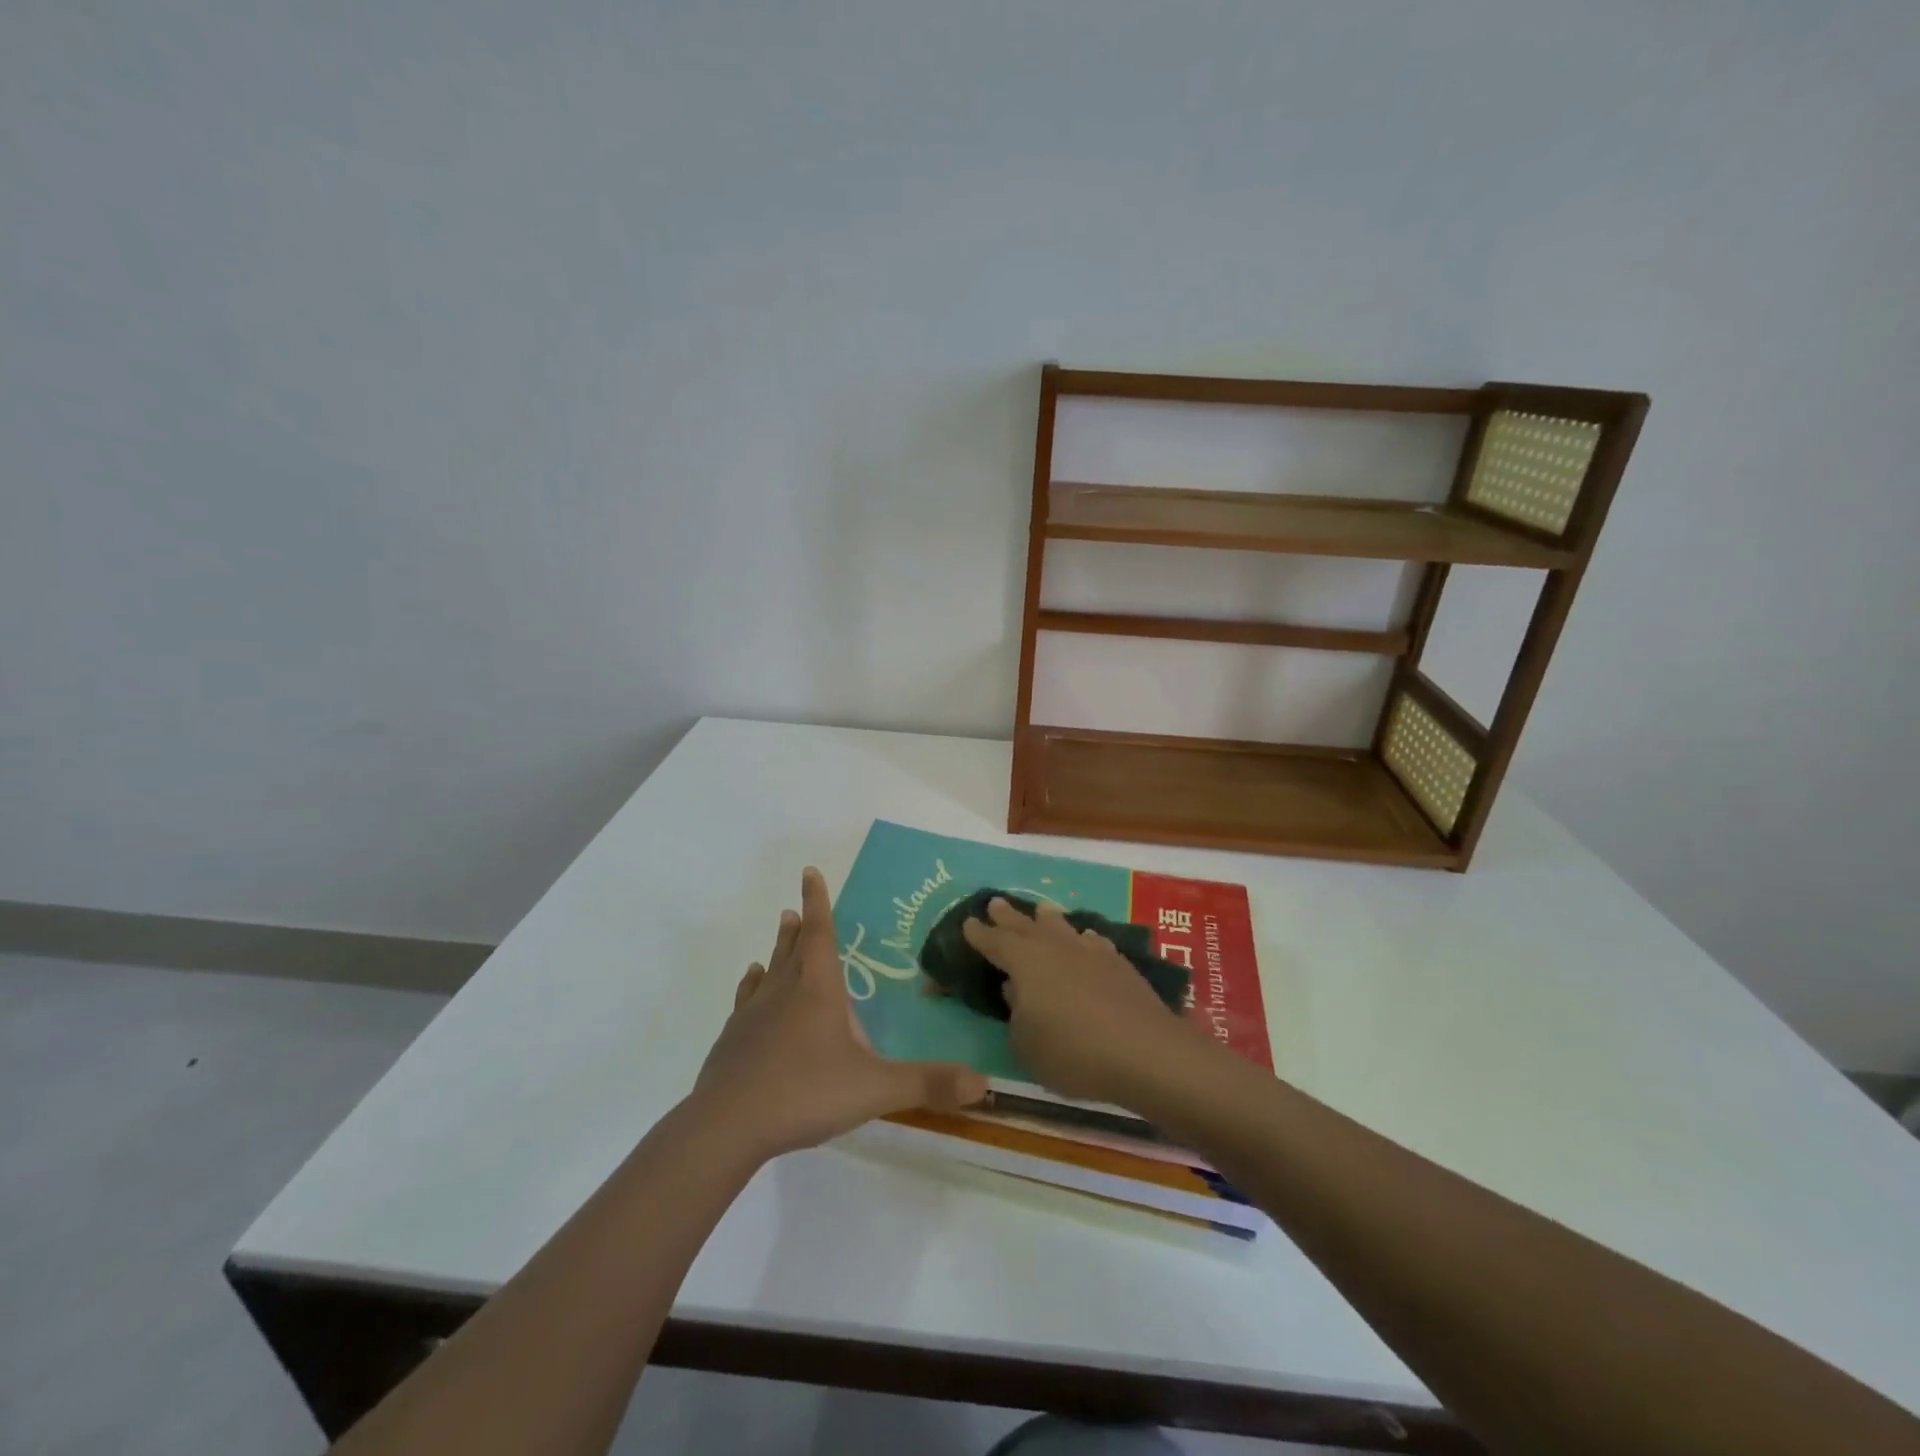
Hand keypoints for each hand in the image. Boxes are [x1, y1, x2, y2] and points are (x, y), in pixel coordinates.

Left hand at [691, 866, 987, 1160]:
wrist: (727, 1126)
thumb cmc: (805, 1093)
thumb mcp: (875, 1089)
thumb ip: (928, 1083)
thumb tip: (983, 1082)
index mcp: (817, 989)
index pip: (820, 932)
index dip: (817, 900)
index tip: (809, 870)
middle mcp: (783, 991)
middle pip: (792, 947)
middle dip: (799, 926)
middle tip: (795, 908)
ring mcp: (753, 1014)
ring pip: (768, 971)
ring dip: (776, 951)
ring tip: (779, 936)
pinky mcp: (732, 1040)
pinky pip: (746, 1001)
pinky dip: (752, 987)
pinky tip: (751, 986)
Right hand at [961, 897, 1208, 1106]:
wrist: (1144, 1051)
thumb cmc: (1072, 1052)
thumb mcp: (1025, 1045)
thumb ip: (1015, 1014)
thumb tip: (1016, 990)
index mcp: (1025, 962)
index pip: (995, 942)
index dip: (979, 934)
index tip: (968, 923)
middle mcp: (1055, 947)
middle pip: (1025, 925)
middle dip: (1008, 916)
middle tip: (995, 903)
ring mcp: (1089, 951)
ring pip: (1062, 927)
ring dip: (1047, 919)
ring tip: (1040, 910)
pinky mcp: (1118, 963)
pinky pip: (1093, 942)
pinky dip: (1083, 939)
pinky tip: (1087, 940)